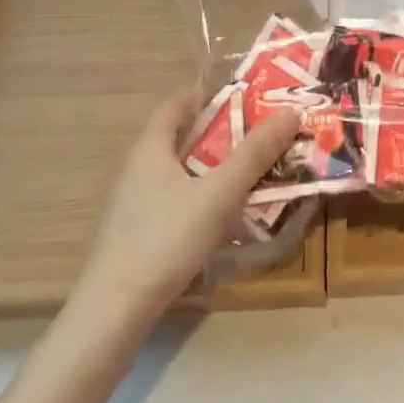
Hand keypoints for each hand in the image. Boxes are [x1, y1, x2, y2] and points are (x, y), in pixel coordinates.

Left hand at [58, 85, 301, 355]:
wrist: (112, 315)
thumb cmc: (165, 239)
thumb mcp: (219, 193)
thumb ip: (255, 154)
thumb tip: (291, 111)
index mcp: (150, 146)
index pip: (179, 100)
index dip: (211, 89)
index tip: (248, 88)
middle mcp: (138, 166)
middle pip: (181, 133)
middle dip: (221, 127)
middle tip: (262, 126)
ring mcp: (133, 202)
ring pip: (180, 168)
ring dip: (213, 163)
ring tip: (252, 165)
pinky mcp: (136, 232)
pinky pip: (175, 196)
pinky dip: (201, 192)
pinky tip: (223, 211)